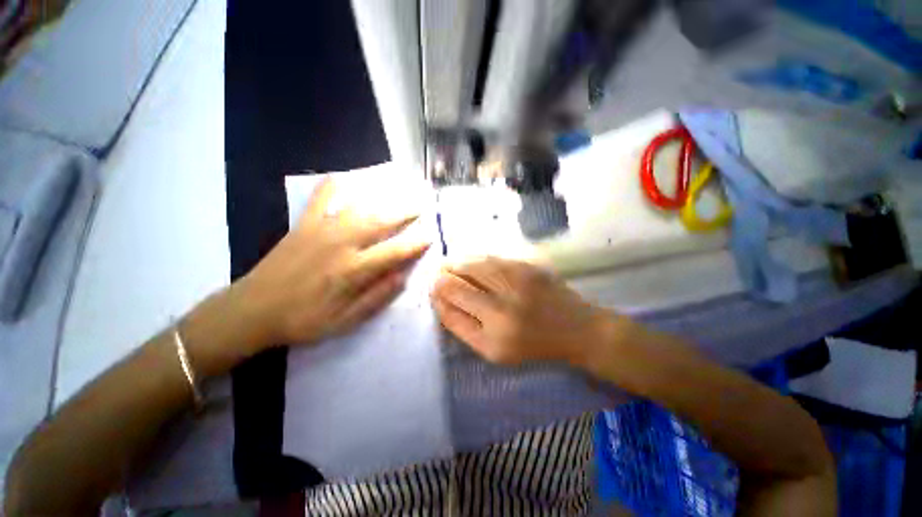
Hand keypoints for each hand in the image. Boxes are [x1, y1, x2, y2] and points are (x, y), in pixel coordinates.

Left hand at [232, 177, 429, 349]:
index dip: (415, 244)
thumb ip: (376, 297)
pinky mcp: (303, 225)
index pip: (394, 252)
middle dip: (404, 213)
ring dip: (381, 200)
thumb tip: (402, 277)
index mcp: (353, 270)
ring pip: (358, 208)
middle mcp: (341, 244)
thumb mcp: (345, 321)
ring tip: (397, 192)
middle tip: (420, 205)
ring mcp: (321, 230)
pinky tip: (342, 178)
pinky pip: (320, 199)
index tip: (430, 236)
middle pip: (381, 222)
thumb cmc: (303, 320)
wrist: (252, 310)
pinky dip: (332, 187)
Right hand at [430, 257, 615, 368]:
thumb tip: (442, 302)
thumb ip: (466, 328)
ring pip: (471, 266)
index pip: (450, 313)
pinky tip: (468, 261)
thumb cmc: (535, 346)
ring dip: (454, 264)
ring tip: (447, 266)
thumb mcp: (496, 352)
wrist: (578, 329)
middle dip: (441, 280)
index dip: (437, 300)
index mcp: (493, 339)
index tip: (433, 293)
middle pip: (456, 286)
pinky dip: (474, 259)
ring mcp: (516, 284)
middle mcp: (502, 310)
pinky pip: (490, 258)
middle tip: (437, 276)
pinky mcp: (527, 266)